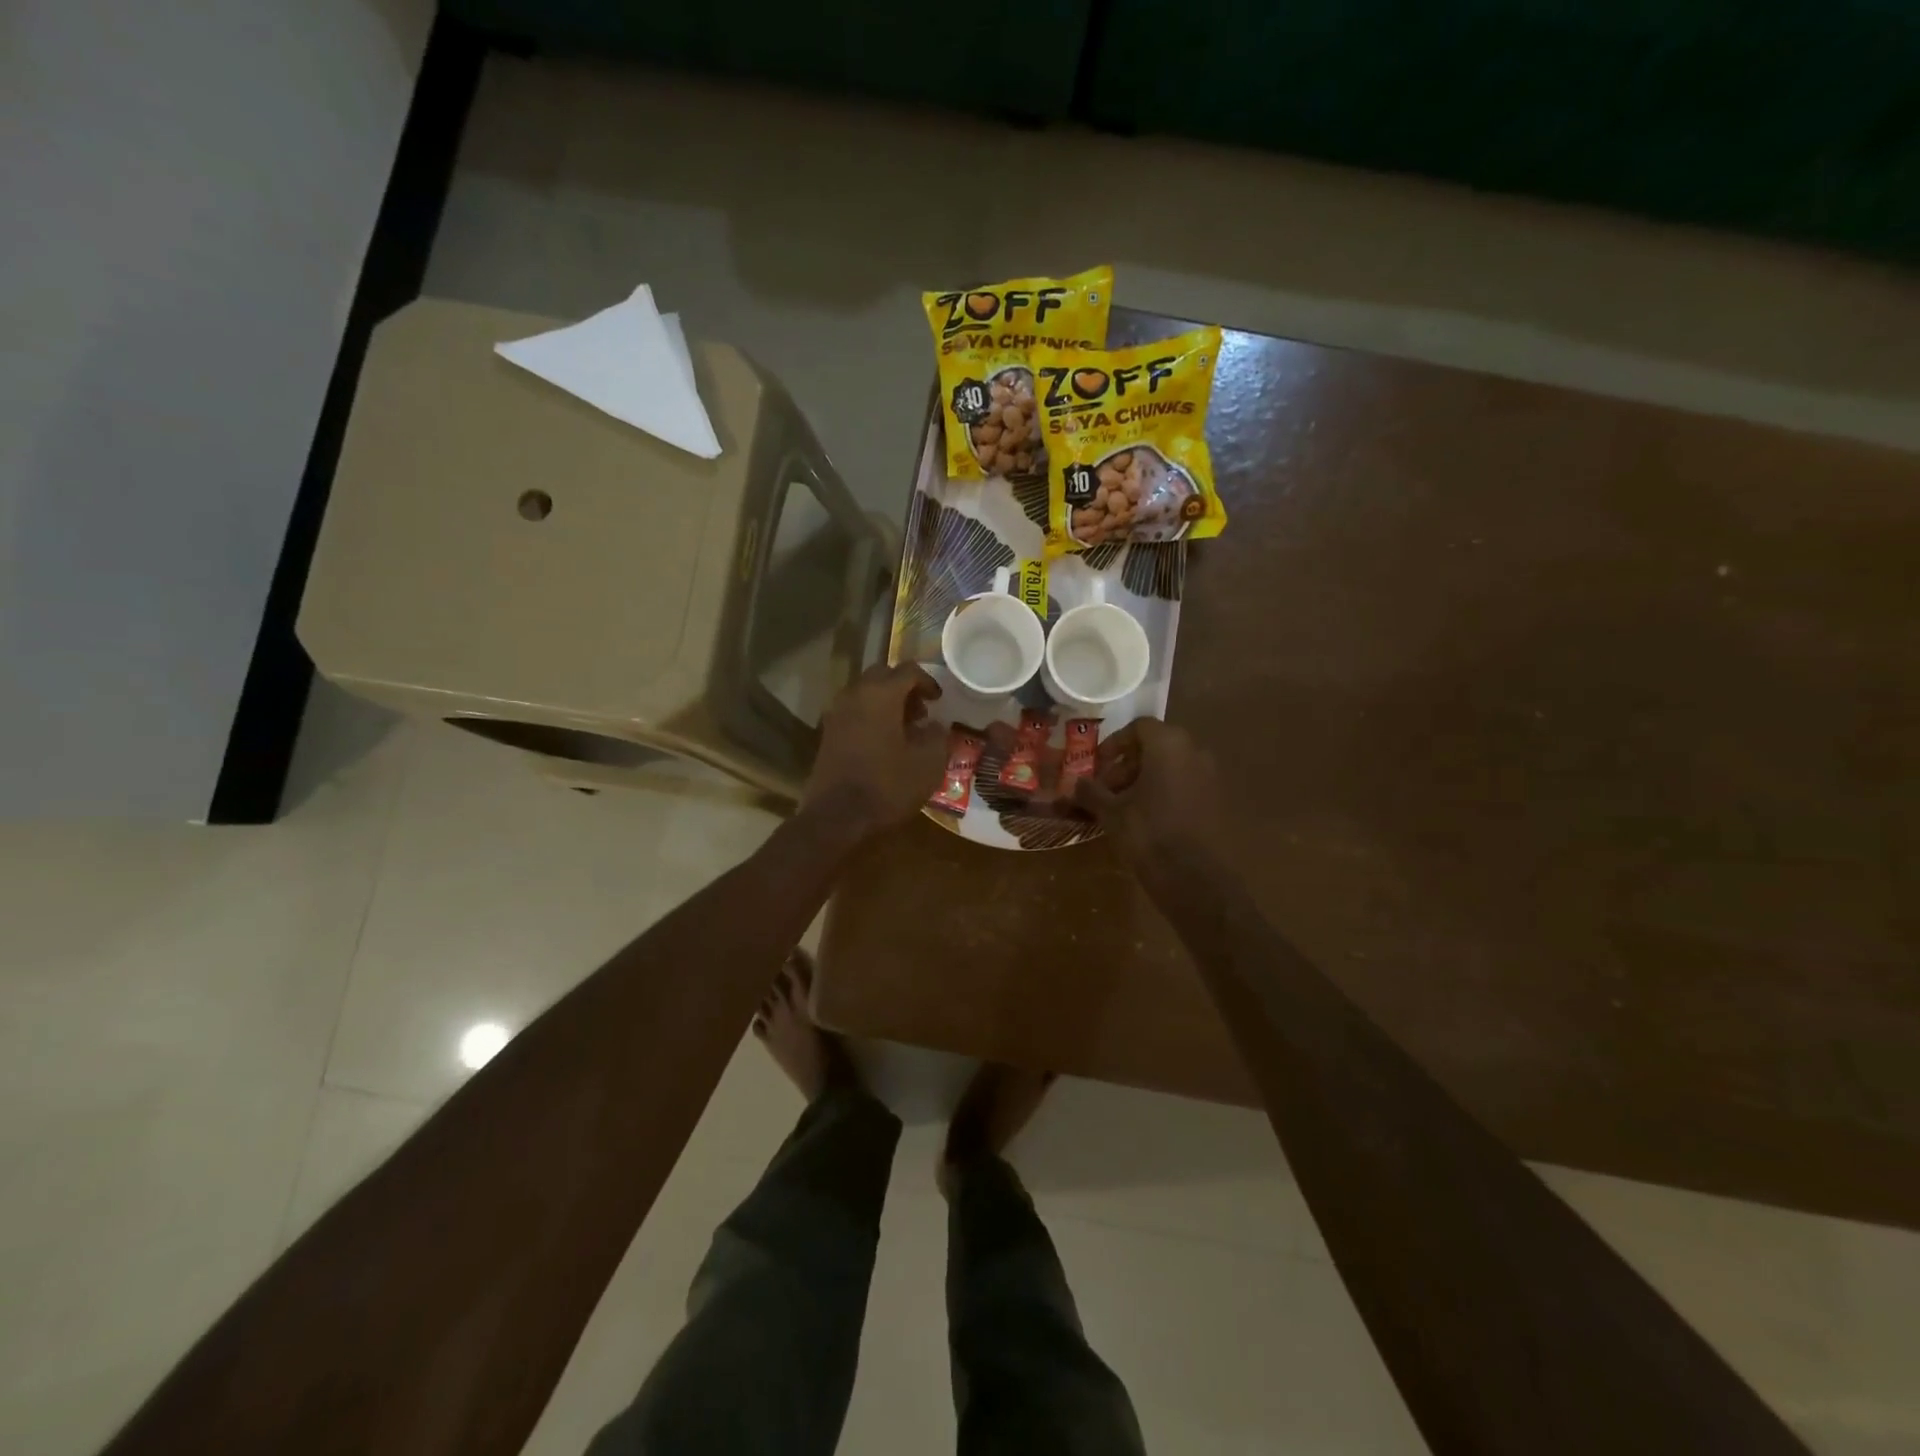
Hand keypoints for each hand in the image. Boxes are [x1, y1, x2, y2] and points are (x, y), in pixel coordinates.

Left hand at [801, 663, 946, 843]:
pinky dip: (871, 716)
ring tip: (904, 728)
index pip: (908, 670)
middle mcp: (855, 694)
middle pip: (883, 676)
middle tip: (921, 711)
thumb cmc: (887, 785)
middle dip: (904, 688)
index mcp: (881, 694)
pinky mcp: (828, 732)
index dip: (928, 682)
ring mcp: (837, 713)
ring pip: (865, 692)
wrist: (837, 815)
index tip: (939, 700)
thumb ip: (937, 736)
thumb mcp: (928, 763)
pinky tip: (884, 741)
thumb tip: (935, 725)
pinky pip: (854, 711)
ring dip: (886, 702)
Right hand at [1073, 718, 1225, 877]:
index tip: (1098, 766)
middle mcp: (1194, 751)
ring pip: (1171, 765)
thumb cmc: (1148, 833)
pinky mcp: (1217, 800)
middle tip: (1107, 788)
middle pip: (1156, 745)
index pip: (1138, 727)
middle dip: (1128, 764)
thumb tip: (1076, 783)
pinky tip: (1147, 818)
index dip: (1114, 744)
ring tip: (1124, 806)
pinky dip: (1165, 791)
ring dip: (1145, 778)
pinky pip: (1185, 784)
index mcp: (1168, 745)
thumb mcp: (1111, 812)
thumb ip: (1091, 791)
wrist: (1195, 878)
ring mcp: (1210, 776)